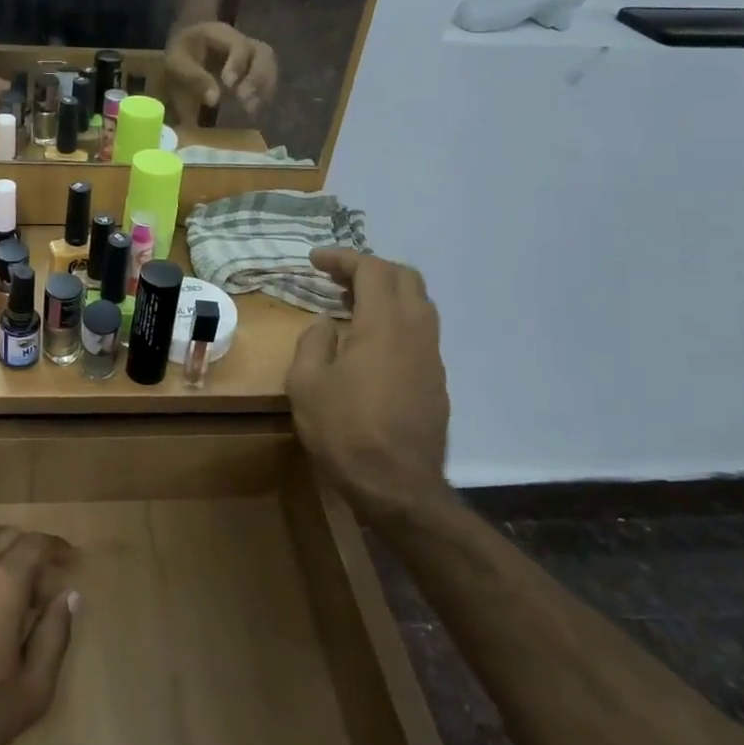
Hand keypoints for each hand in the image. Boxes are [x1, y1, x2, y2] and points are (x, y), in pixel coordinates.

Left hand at [165, 21, 278, 112]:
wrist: (186, 48)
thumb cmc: (181, 53)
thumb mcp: (177, 63)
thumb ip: (195, 78)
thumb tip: (214, 99)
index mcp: (222, 33)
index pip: (239, 45)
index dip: (238, 64)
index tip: (228, 84)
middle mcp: (243, 40)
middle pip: (263, 53)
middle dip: (257, 77)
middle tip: (244, 99)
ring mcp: (251, 54)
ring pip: (269, 65)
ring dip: (263, 86)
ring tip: (250, 108)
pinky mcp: (253, 68)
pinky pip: (267, 77)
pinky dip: (263, 92)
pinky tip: (252, 108)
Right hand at [286, 248, 450, 518]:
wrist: (397, 486)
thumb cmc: (344, 430)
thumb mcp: (306, 383)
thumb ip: (314, 342)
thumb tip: (326, 323)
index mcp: (384, 324)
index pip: (371, 269)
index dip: (343, 258)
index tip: (315, 260)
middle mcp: (416, 331)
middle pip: (405, 278)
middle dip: (370, 268)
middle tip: (336, 279)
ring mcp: (432, 356)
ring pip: (419, 304)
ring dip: (387, 293)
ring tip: (351, 305)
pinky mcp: (437, 380)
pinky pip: (420, 331)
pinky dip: (396, 319)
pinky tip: (370, 342)